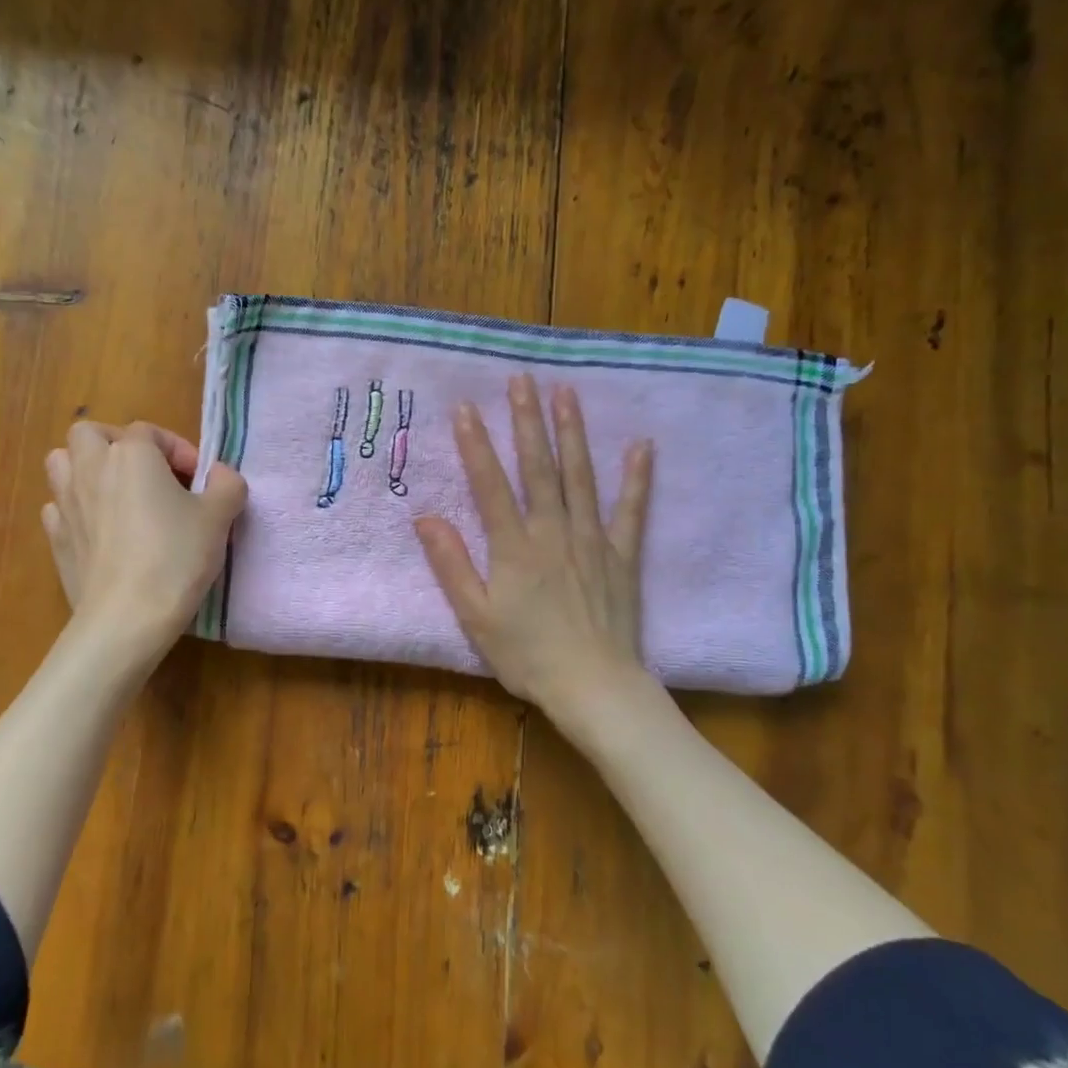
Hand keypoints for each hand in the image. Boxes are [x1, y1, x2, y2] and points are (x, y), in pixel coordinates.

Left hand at [42, 421, 246, 664]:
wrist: (126, 617)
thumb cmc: (176, 557)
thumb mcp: (219, 518)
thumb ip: (226, 485)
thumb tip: (219, 474)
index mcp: (131, 454)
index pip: (152, 432)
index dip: (179, 451)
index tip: (200, 482)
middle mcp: (91, 468)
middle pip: (90, 434)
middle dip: (117, 445)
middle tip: (147, 475)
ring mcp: (65, 503)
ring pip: (62, 463)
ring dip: (86, 469)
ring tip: (116, 495)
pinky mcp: (55, 538)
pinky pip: (58, 507)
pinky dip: (75, 509)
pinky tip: (98, 531)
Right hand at [415, 373, 653, 721]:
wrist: (594, 687)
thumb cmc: (527, 656)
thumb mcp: (475, 617)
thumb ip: (451, 565)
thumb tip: (425, 518)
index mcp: (514, 547)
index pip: (490, 484)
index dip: (475, 445)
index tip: (465, 408)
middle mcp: (553, 532)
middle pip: (538, 467)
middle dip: (527, 421)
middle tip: (522, 380)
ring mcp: (592, 540)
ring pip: (580, 477)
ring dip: (573, 433)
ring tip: (567, 393)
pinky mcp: (622, 555)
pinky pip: (631, 510)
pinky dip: (637, 478)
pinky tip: (641, 445)